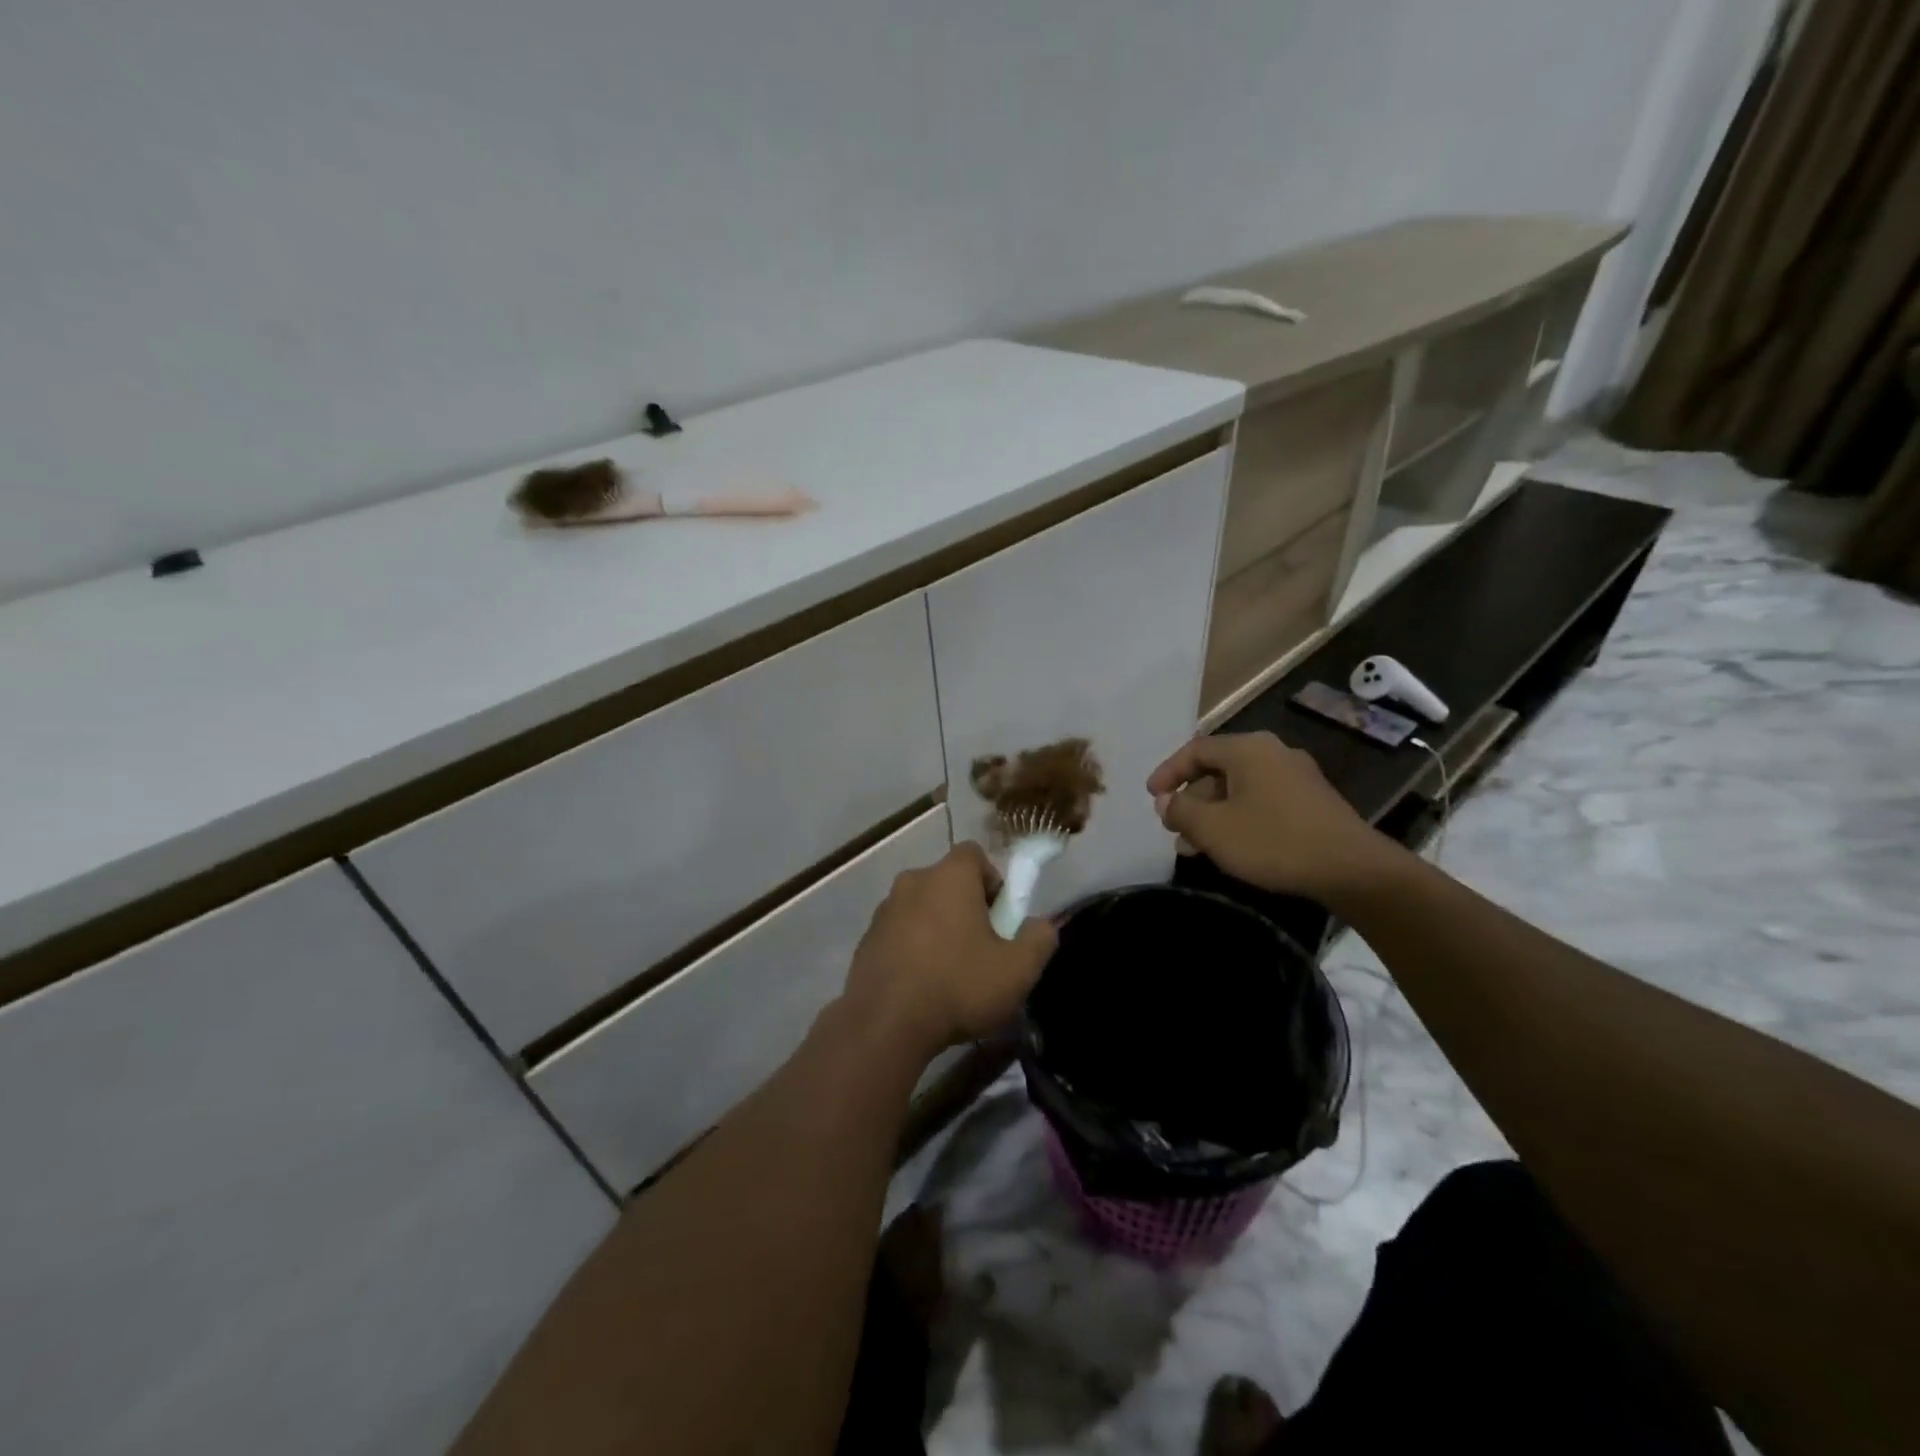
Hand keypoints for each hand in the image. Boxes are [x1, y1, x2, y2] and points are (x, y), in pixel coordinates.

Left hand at [842, 843, 1057, 1060]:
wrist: (884, 1025)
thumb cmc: (957, 987)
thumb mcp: (1017, 970)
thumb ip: (1039, 939)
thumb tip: (1042, 925)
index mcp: (949, 876)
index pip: (974, 855)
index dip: (993, 881)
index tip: (1000, 918)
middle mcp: (913, 881)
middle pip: (948, 883)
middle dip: (967, 908)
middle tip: (982, 950)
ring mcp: (884, 910)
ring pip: (922, 908)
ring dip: (938, 929)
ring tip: (951, 974)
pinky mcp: (866, 939)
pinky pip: (900, 933)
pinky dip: (913, 949)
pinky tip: (922, 987)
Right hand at [1147, 732, 1396, 903]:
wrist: (1352, 869)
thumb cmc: (1273, 841)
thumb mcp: (1214, 828)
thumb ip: (1181, 810)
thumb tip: (1166, 801)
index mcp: (1248, 749)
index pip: (1195, 750)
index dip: (1168, 772)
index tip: (1152, 797)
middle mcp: (1272, 753)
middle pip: (1217, 769)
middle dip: (1190, 799)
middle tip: (1173, 828)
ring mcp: (1296, 776)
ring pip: (1239, 789)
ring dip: (1212, 814)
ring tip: (1194, 846)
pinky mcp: (1311, 801)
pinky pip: (1261, 801)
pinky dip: (1238, 818)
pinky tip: (1231, 847)